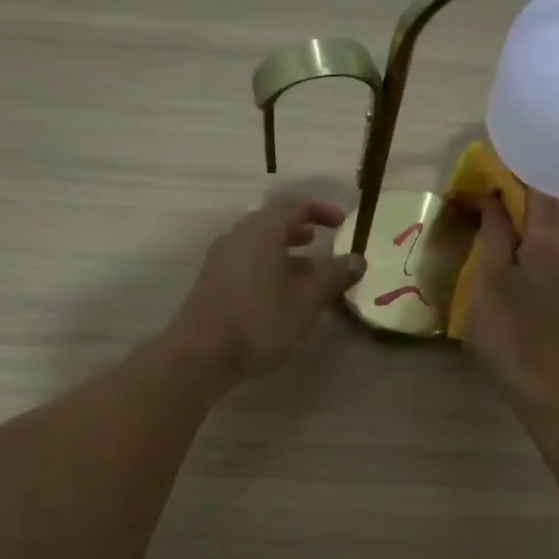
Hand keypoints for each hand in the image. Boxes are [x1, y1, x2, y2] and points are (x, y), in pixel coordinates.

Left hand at [166, 196, 365, 385]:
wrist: (201, 353)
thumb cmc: (261, 320)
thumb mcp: (308, 299)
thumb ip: (334, 276)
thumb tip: (357, 259)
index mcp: (262, 231)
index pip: (294, 206)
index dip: (320, 210)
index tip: (342, 221)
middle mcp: (239, 236)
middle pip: (272, 222)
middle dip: (300, 229)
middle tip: (322, 240)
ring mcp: (221, 259)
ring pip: (258, 244)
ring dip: (285, 251)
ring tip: (308, 269)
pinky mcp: (212, 281)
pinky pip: (247, 262)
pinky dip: (269, 266)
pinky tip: (281, 293)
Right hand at [463, 189, 558, 409]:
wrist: (546, 387)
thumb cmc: (511, 329)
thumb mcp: (491, 277)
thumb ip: (495, 234)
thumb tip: (496, 198)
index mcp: (550, 241)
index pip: (538, 191)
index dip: (515, 175)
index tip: (487, 168)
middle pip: (542, 214)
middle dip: (512, 202)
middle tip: (477, 198)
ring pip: (542, 240)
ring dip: (515, 229)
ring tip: (483, 228)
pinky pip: (542, 262)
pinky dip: (520, 253)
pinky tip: (500, 266)